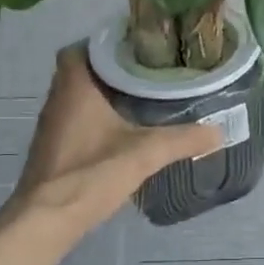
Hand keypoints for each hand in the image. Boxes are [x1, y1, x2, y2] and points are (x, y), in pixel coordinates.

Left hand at [12, 46, 223, 237]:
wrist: (45, 220)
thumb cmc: (90, 174)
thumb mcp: (144, 154)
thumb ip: (182, 140)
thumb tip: (218, 131)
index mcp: (74, 88)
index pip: (79, 48)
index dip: (104, 44)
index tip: (135, 48)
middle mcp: (57, 100)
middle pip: (81, 72)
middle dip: (111, 70)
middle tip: (146, 73)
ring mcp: (51, 127)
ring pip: (77, 98)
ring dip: (103, 96)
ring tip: (140, 99)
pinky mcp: (52, 150)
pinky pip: (75, 121)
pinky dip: (96, 120)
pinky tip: (121, 133)